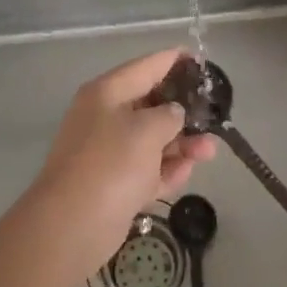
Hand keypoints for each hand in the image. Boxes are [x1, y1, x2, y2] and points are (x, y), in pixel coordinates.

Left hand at [31, 50, 215, 278]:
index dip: (174, 60)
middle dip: (183, 111)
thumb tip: (174, 115)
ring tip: (210, 151)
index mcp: (108, 92)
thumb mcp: (147, 130)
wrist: (72, 225)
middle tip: (213, 115)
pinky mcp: (114, 184)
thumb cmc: (111, 164)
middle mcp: (106, 116)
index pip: (146, 66)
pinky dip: (167, 169)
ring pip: (153, 139)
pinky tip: (188, 171)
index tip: (200, 60)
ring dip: (181, 143)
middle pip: (151, 104)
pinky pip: (147, 169)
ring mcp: (109, 152)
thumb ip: (169, 115)